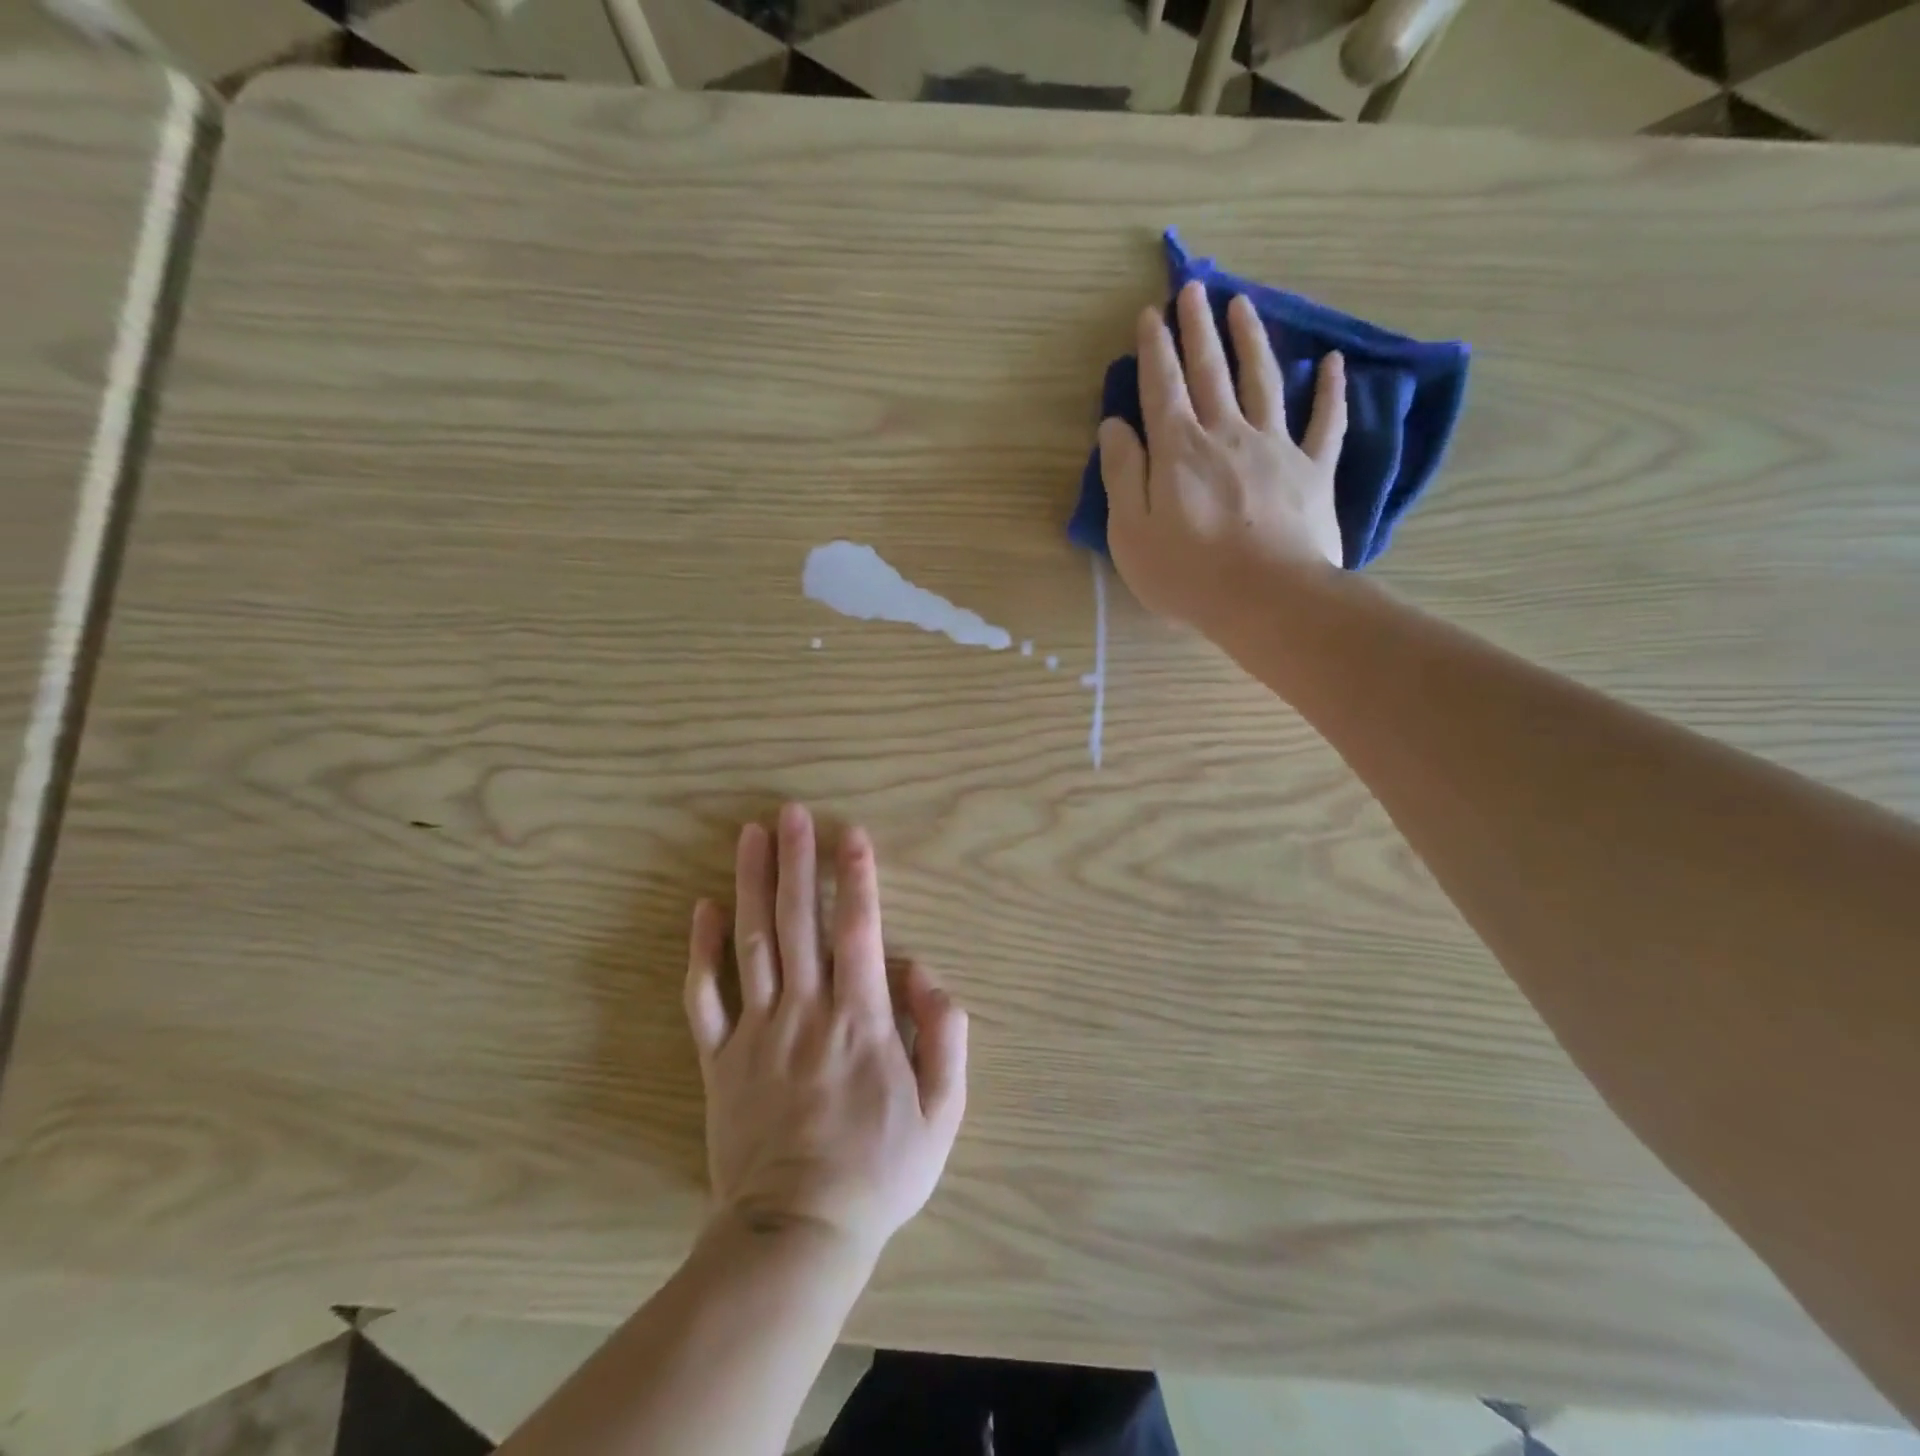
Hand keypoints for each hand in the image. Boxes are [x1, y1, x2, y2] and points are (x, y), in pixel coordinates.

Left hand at [683, 804, 968, 1259]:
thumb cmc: (879, 1170)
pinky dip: (702, 952)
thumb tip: (922, 971)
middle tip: (790, 812)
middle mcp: (807, 1011)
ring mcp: (758, 1032)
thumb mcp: (942, 1111)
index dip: (857, 878)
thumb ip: (944, 1033)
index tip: (850, 834)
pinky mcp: (721, 1059)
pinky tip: (704, 910)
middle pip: (800, 921)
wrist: (798, 1234)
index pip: (859, 931)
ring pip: (753, 944)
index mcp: (861, 1020)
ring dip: (752, 885)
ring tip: (750, 836)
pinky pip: (706, 998)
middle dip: (797, 861)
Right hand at [1098, 281, 1348, 635]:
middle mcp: (1227, 434)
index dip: (1155, 349)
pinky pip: (1325, 422)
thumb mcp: (1131, 532)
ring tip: (1243, 304)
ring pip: (1263, 380)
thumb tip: (1114, 426)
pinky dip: (1331, 391)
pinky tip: (1333, 364)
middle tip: (1193, 288)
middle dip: (1198, 328)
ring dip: (1251, 340)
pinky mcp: (1313, 470)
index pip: (1162, 387)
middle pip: (1211, 370)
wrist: (1267, 599)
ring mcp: (1276, 447)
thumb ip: (1122, 475)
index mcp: (1179, 449)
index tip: (1150, 315)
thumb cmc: (1187, 574)